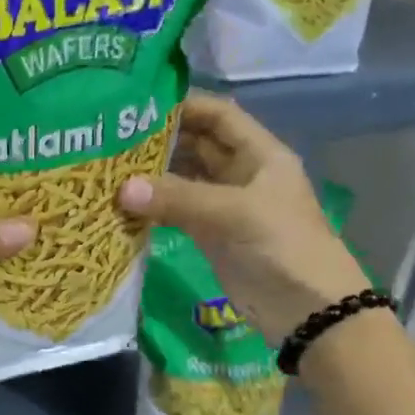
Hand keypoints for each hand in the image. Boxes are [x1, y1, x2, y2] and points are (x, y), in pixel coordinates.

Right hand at [118, 92, 369, 346]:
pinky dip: (152, 206)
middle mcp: (241, 173)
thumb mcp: (234, 214)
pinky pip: (176, 210)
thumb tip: (121, 189)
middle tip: (112, 136)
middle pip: (196, 144)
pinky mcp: (209, 234)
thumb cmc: (283, 247)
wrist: (306, 310)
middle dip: (159, 139)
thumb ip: (178, 198)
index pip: (219, 115)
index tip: (139, 104)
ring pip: (182, 179)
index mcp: (259, 154)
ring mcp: (224, 205)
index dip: (185, 105)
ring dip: (151, 174)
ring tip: (109, 166)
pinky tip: (122, 202)